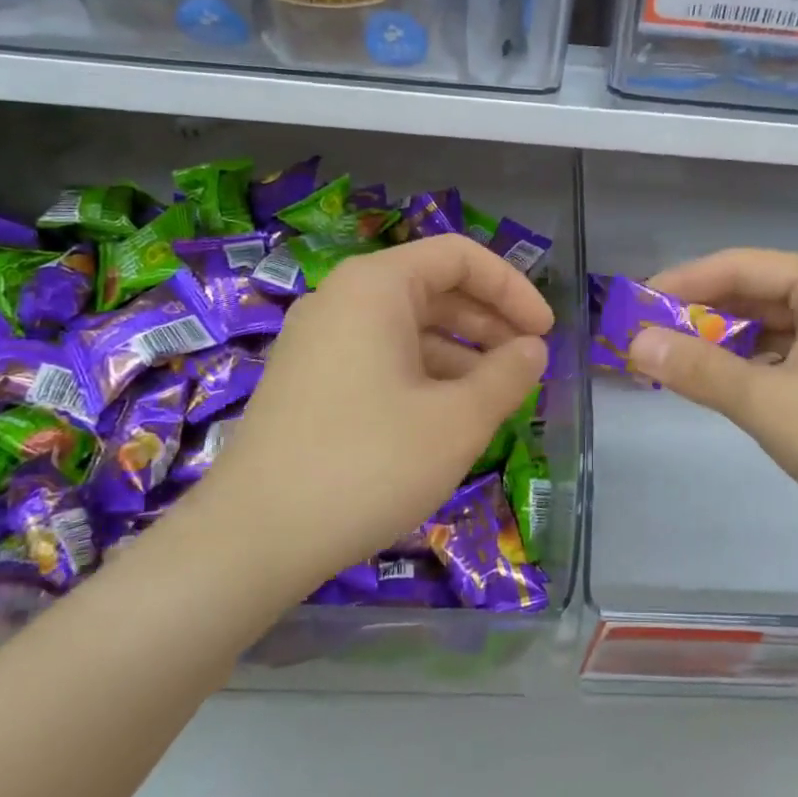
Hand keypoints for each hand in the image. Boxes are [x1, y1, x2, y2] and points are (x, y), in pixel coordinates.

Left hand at [199, 235, 550, 588]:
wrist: (253, 539)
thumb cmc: (368, 463)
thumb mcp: (458, 420)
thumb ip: (507, 375)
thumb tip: (531, 349)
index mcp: (376, 287)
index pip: (459, 257)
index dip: (512, 288)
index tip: (544, 332)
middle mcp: (343, 300)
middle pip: (434, 289)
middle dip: (490, 322)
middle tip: (529, 363)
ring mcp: (320, 341)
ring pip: (408, 328)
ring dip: (461, 353)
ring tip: (497, 396)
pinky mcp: (310, 381)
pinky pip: (381, 358)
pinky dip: (424, 375)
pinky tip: (448, 416)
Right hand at [632, 249, 797, 563]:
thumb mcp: (769, 403)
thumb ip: (699, 369)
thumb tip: (634, 343)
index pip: (736, 266)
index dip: (679, 284)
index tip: (630, 308)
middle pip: (752, 293)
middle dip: (698, 318)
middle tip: (643, 342)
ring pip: (767, 327)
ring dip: (721, 344)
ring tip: (669, 365)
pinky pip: (785, 355)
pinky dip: (749, 367)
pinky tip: (718, 386)